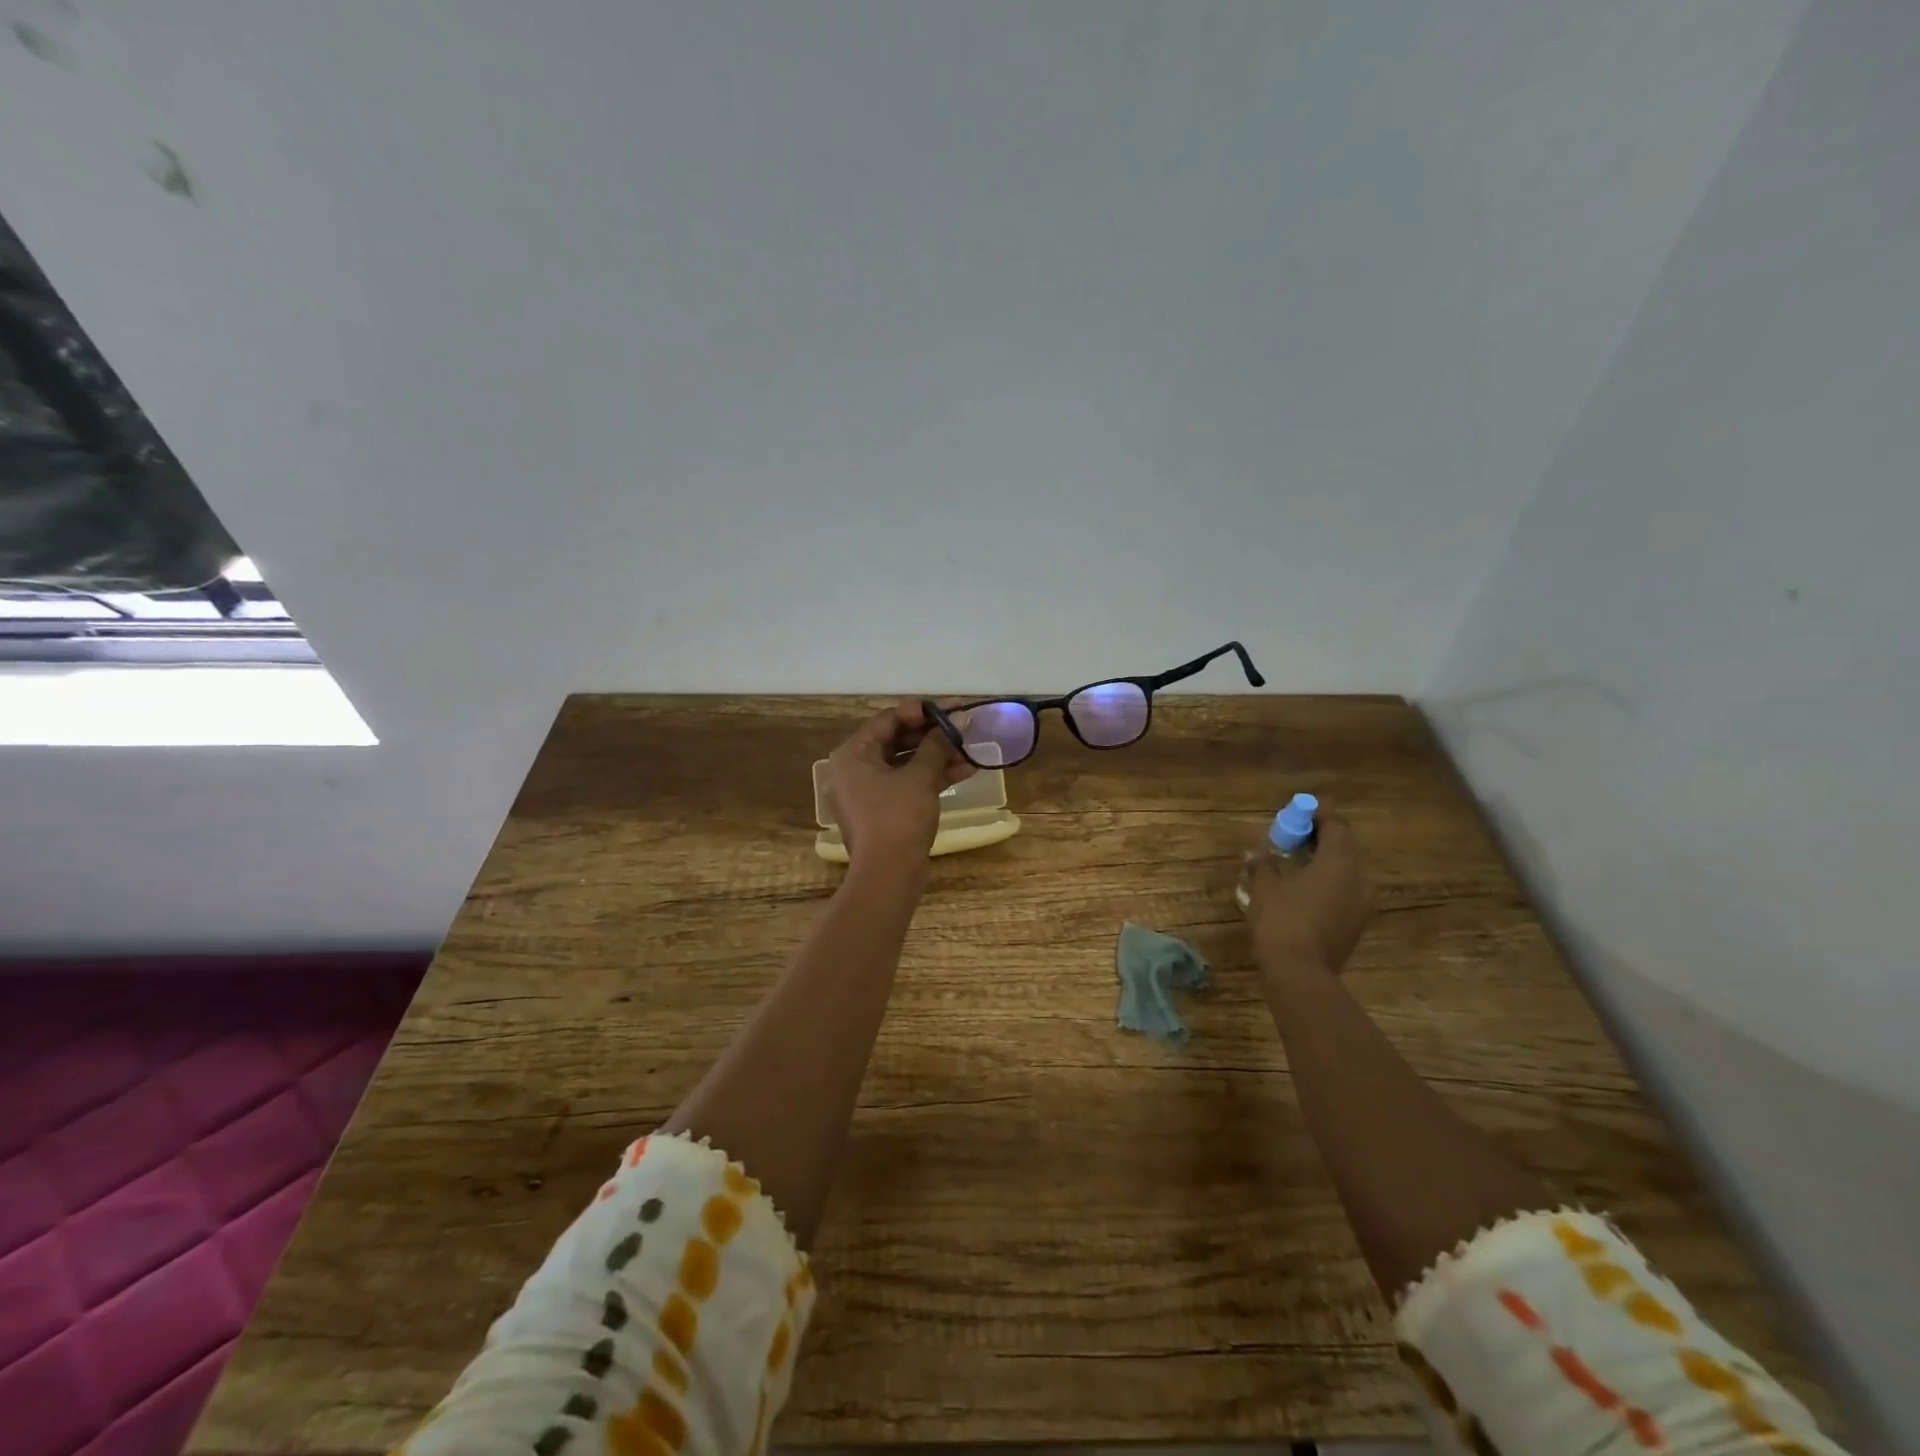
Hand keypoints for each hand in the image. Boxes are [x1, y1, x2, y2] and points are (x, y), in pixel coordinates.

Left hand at [826, 699, 974, 865]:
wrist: (888, 876)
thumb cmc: (898, 817)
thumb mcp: (920, 776)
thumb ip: (939, 744)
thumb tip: (960, 718)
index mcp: (853, 754)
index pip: (888, 719)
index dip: (922, 712)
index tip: (951, 709)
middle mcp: (855, 769)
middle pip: (897, 740)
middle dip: (934, 735)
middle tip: (964, 728)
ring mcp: (869, 792)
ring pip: (906, 764)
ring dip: (938, 756)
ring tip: (971, 749)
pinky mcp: (884, 811)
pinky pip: (908, 784)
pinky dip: (932, 777)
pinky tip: (965, 771)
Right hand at [1241, 814, 1373, 975]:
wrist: (1300, 975)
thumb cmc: (1283, 922)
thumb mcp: (1264, 888)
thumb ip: (1262, 865)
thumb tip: (1254, 852)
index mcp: (1340, 863)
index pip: (1336, 826)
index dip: (1319, 814)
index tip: (1301, 809)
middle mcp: (1359, 880)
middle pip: (1344, 848)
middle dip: (1319, 837)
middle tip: (1293, 833)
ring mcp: (1361, 905)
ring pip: (1345, 872)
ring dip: (1322, 861)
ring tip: (1294, 860)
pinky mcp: (1354, 925)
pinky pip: (1342, 891)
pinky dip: (1325, 882)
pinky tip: (1301, 887)